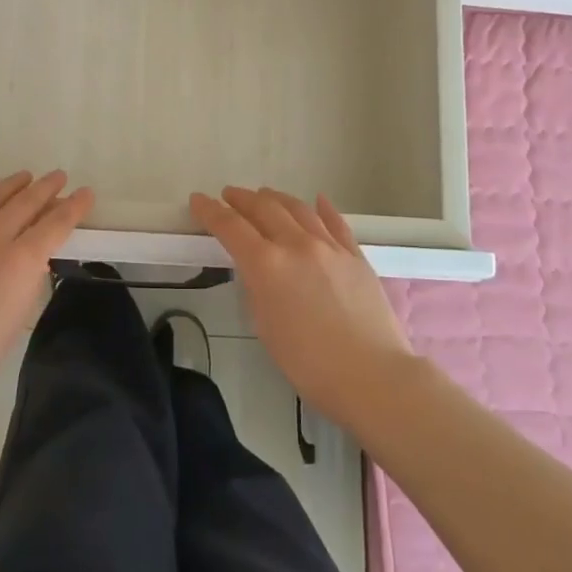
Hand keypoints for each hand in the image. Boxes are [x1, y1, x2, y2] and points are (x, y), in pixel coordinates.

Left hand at [0, 171, 93, 416]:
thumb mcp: (18, 317)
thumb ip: (27, 279)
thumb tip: (32, 258)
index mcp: (20, 262)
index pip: (54, 224)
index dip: (73, 207)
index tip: (85, 193)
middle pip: (24, 203)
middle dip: (45, 188)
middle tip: (59, 176)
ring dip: (10, 185)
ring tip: (25, 176)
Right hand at [190, 186, 417, 428]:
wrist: (373, 376)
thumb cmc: (309, 364)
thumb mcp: (266, 327)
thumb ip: (258, 288)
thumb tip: (259, 270)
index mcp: (267, 264)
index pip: (231, 227)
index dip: (210, 211)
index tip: (198, 200)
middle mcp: (296, 244)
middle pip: (264, 208)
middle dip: (242, 199)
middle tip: (229, 195)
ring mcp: (330, 246)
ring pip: (298, 208)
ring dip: (276, 198)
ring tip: (264, 195)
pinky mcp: (356, 255)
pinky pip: (335, 222)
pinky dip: (322, 208)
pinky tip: (317, 201)